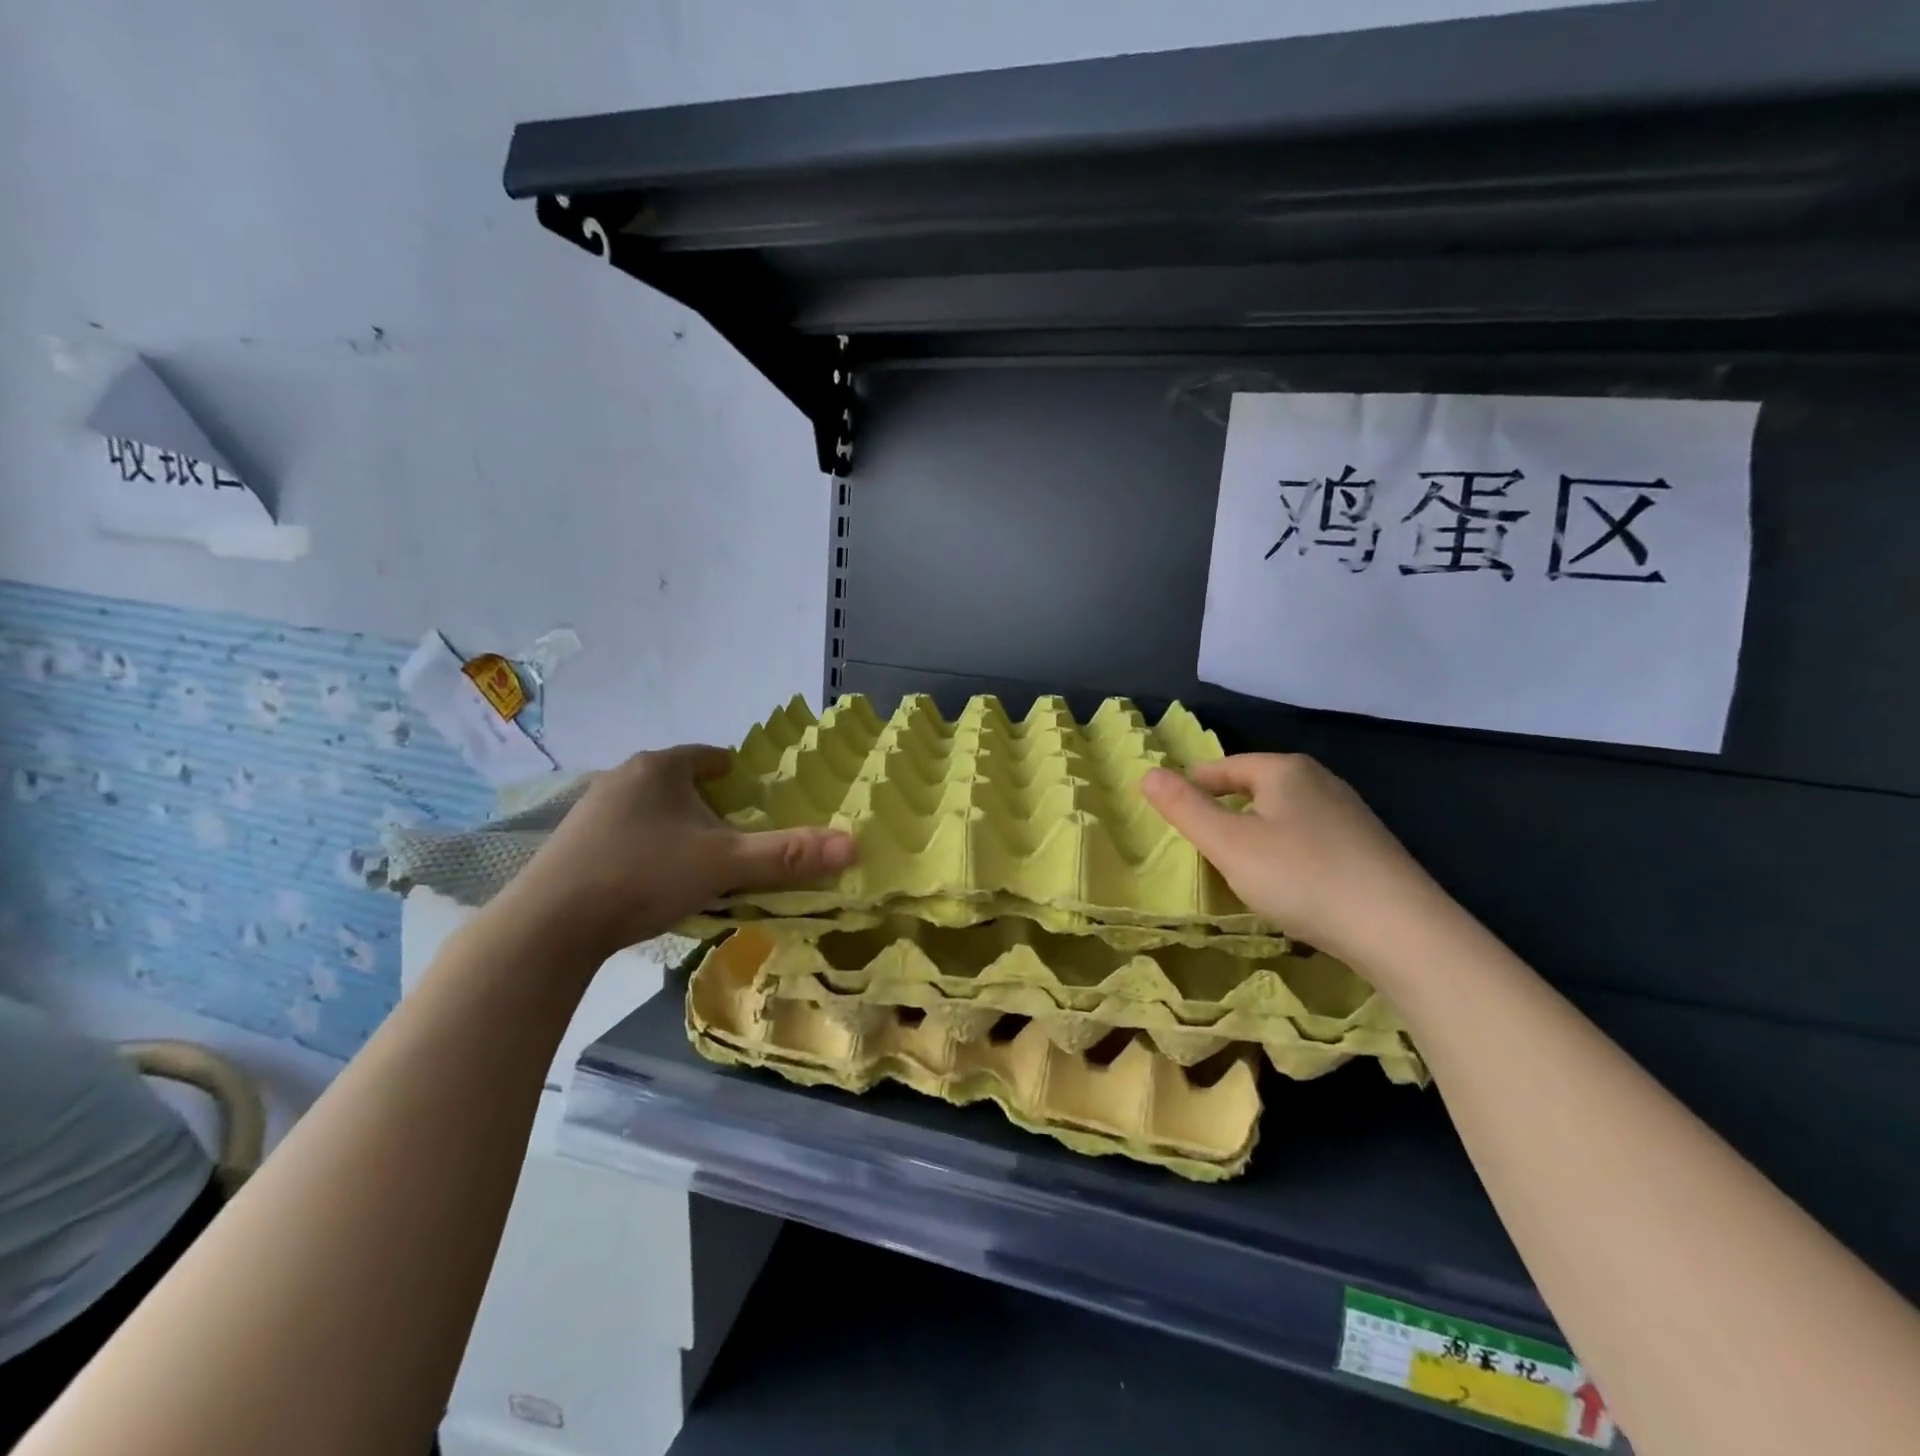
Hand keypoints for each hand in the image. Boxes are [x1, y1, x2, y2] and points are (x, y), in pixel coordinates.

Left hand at [490, 745, 854, 961]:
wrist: (549, 924)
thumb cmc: (644, 875)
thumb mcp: (724, 864)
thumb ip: (787, 855)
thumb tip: (853, 845)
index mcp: (660, 768)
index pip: (708, 755)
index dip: (734, 771)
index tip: (751, 792)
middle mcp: (622, 778)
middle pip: (679, 782)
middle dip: (707, 803)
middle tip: (733, 833)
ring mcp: (591, 811)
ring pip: (650, 809)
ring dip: (675, 826)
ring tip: (697, 858)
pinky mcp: (571, 844)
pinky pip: (624, 834)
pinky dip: (647, 847)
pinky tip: (652, 879)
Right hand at [1140, 754, 1439, 966]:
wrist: (1401, 930)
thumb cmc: (1302, 877)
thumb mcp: (1229, 844)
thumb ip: (1184, 808)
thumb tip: (1147, 773)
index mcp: (1284, 770)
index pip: (1221, 767)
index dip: (1191, 787)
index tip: (1171, 815)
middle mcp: (1319, 780)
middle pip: (1254, 787)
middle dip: (1224, 809)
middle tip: (1201, 843)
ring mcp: (1349, 812)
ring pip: (1283, 812)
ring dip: (1255, 831)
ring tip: (1238, 864)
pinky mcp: (1367, 845)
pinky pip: (1308, 836)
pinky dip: (1286, 850)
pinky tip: (1288, 881)